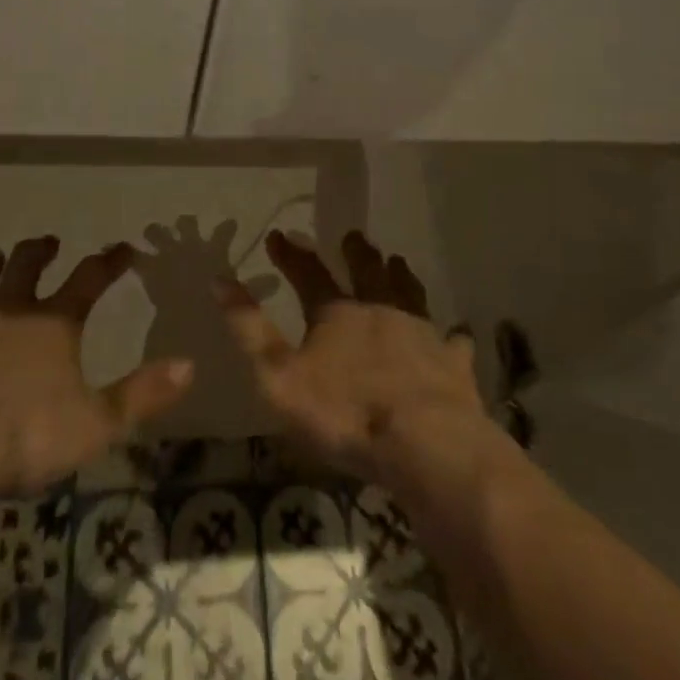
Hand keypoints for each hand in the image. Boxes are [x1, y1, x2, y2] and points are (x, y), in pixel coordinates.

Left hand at [0, 238, 193, 495]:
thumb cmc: (25, 436)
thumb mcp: (96, 423)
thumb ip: (143, 394)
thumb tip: (190, 364)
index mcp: (53, 323)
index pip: (90, 278)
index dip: (110, 261)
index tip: (124, 248)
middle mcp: (10, 308)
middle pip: (28, 264)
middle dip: (41, 250)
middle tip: (49, 241)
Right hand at [219, 230, 487, 489]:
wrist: (424, 443)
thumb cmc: (344, 412)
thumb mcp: (278, 376)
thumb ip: (249, 329)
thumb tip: (220, 280)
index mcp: (336, 313)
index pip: (307, 273)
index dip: (291, 254)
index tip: (278, 235)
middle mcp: (379, 310)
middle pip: (366, 271)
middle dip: (356, 252)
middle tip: (354, 236)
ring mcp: (421, 333)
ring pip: (410, 293)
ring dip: (401, 276)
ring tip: (398, 261)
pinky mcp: (452, 364)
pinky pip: (455, 343)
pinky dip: (454, 337)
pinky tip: (459, 334)